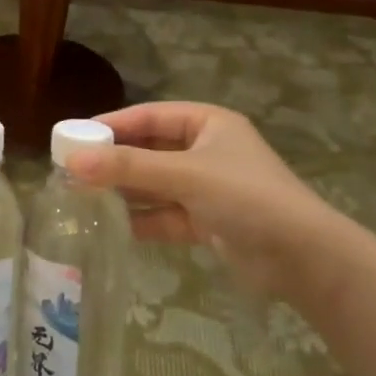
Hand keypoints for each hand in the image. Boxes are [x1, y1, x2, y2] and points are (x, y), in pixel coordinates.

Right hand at [66, 102, 356, 298]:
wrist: (304, 258)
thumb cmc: (246, 197)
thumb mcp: (185, 175)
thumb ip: (128, 168)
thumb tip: (71, 162)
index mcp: (207, 124)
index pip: (150, 116)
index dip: (113, 124)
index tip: (75, 135)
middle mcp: (206, 151)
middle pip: (149, 150)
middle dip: (114, 160)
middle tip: (72, 168)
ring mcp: (207, 188)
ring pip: (155, 184)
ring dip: (124, 190)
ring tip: (82, 196)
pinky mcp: (207, 222)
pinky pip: (164, 214)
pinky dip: (141, 218)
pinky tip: (110, 224)